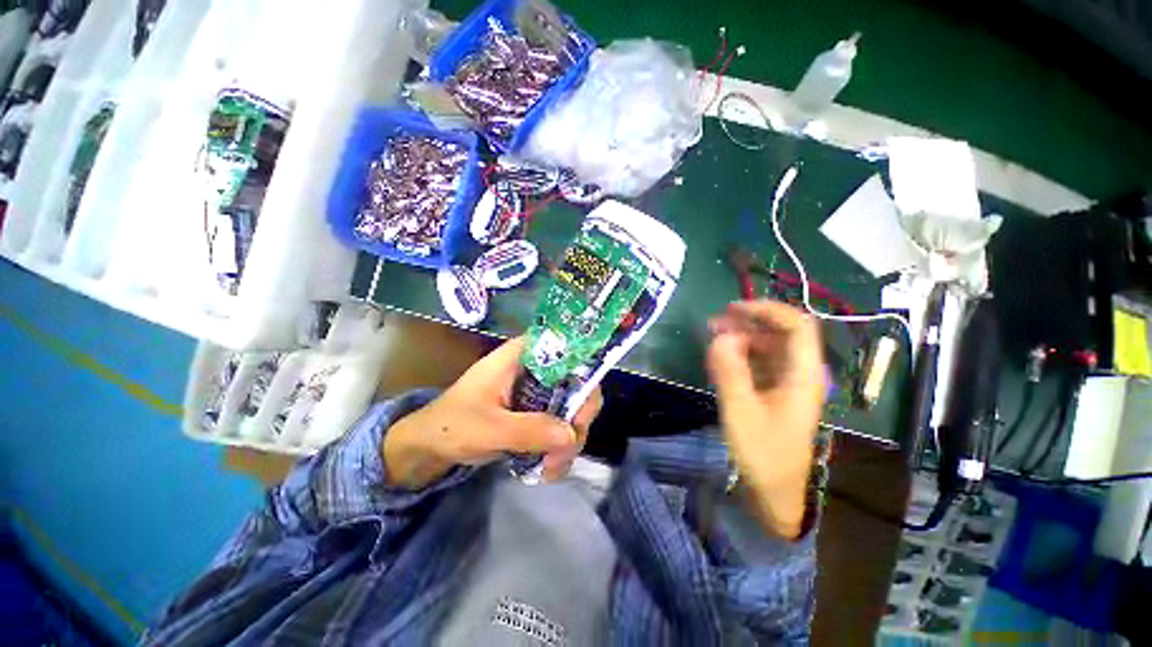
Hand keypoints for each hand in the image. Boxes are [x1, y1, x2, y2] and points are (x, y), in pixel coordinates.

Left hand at [383, 337, 601, 488]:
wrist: (431, 447)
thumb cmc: (452, 425)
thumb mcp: (488, 428)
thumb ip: (529, 429)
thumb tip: (572, 435)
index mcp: (523, 356)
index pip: (568, 350)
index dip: (584, 375)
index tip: (580, 414)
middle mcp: (537, 368)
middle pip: (577, 383)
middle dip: (577, 421)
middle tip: (565, 452)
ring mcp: (538, 390)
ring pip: (573, 407)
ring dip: (569, 441)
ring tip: (550, 469)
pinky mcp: (537, 411)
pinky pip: (561, 424)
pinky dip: (560, 447)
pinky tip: (548, 468)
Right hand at [707, 301, 825, 538]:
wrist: (776, 491)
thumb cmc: (762, 453)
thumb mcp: (740, 410)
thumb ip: (730, 370)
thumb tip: (720, 336)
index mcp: (802, 374)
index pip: (796, 325)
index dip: (767, 310)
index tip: (733, 309)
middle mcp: (801, 372)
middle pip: (781, 332)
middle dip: (748, 321)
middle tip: (715, 322)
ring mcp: (789, 382)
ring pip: (769, 346)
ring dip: (742, 336)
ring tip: (713, 336)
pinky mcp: (777, 391)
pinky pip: (761, 362)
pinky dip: (741, 354)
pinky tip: (721, 357)